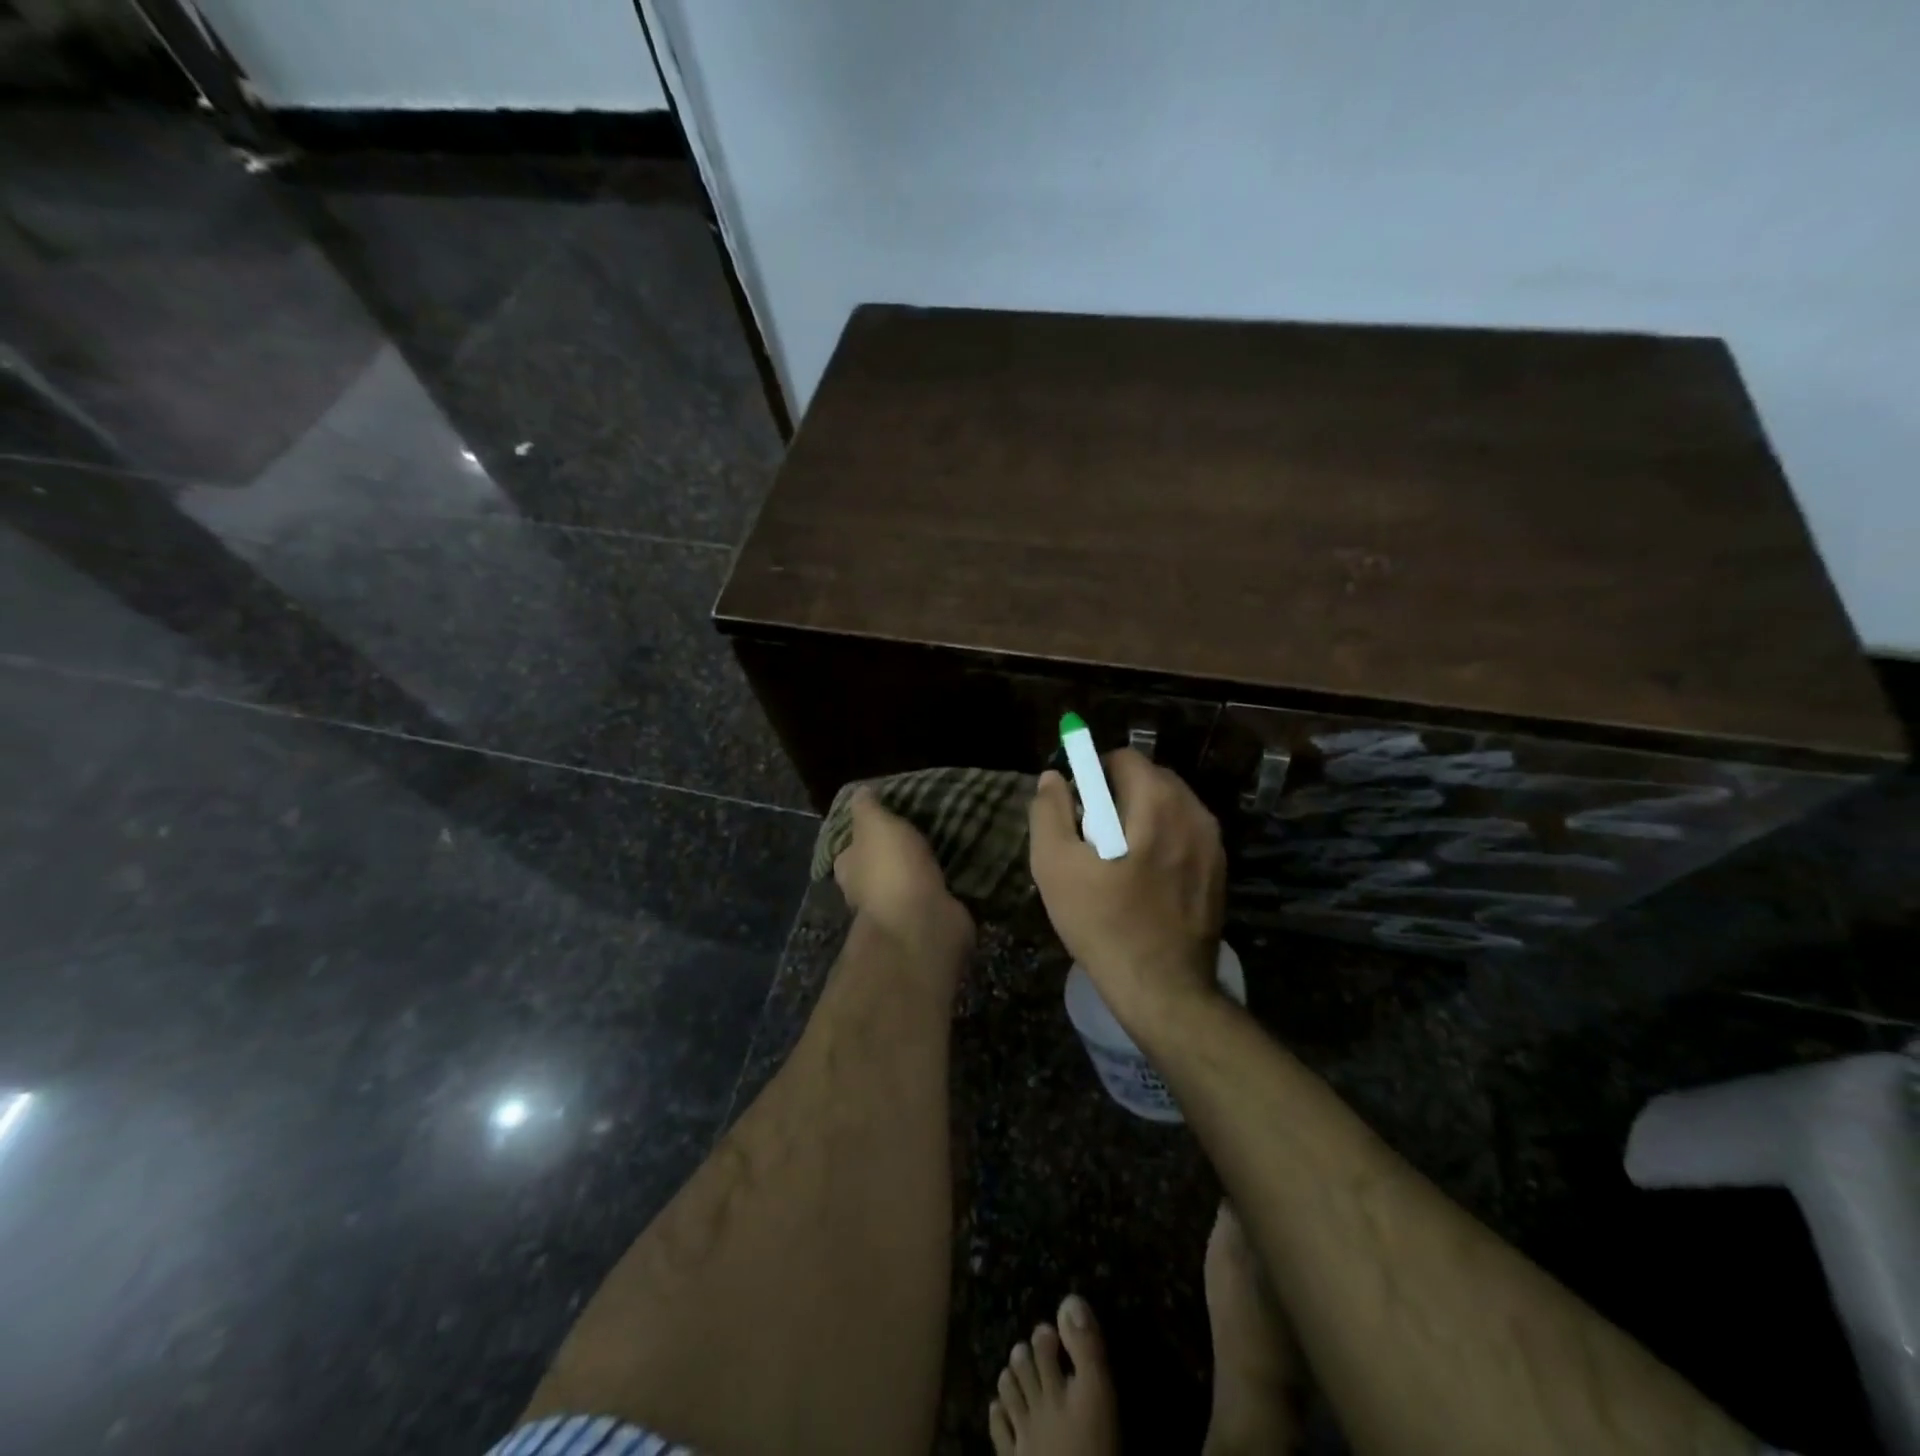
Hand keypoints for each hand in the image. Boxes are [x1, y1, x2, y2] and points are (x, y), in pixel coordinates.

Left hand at [833, 789, 974, 958]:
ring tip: (951, 839)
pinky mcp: (930, 919)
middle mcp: (870, 891)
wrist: (922, 923)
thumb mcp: (874, 825)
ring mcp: (900, 909)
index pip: (851, 847)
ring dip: (926, 866)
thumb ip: (867, 807)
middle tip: (925, 823)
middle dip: (899, 850)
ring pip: (912, 880)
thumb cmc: (891, 869)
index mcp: (850, 868)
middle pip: (881, 865)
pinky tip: (965, 864)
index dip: (864, 832)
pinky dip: (948, 883)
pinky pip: (938, 894)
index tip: (887, 815)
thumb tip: (860, 791)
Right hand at [1028, 749, 1226, 1028]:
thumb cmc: (1103, 922)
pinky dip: (1161, 840)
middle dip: (1117, 794)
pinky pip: (1184, 835)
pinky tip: (1141, 879)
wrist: (1162, 989)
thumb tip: (1053, 778)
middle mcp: (1194, 812)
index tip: (1076, 806)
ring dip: (1140, 817)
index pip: (1123, 758)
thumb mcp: (1055, 866)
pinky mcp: (1219, 871)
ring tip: (1115, 859)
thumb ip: (1049, 812)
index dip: (1092, 773)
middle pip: (1150, 779)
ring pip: (1169, 807)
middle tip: (1091, 834)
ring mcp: (1213, 843)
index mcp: (1157, 802)